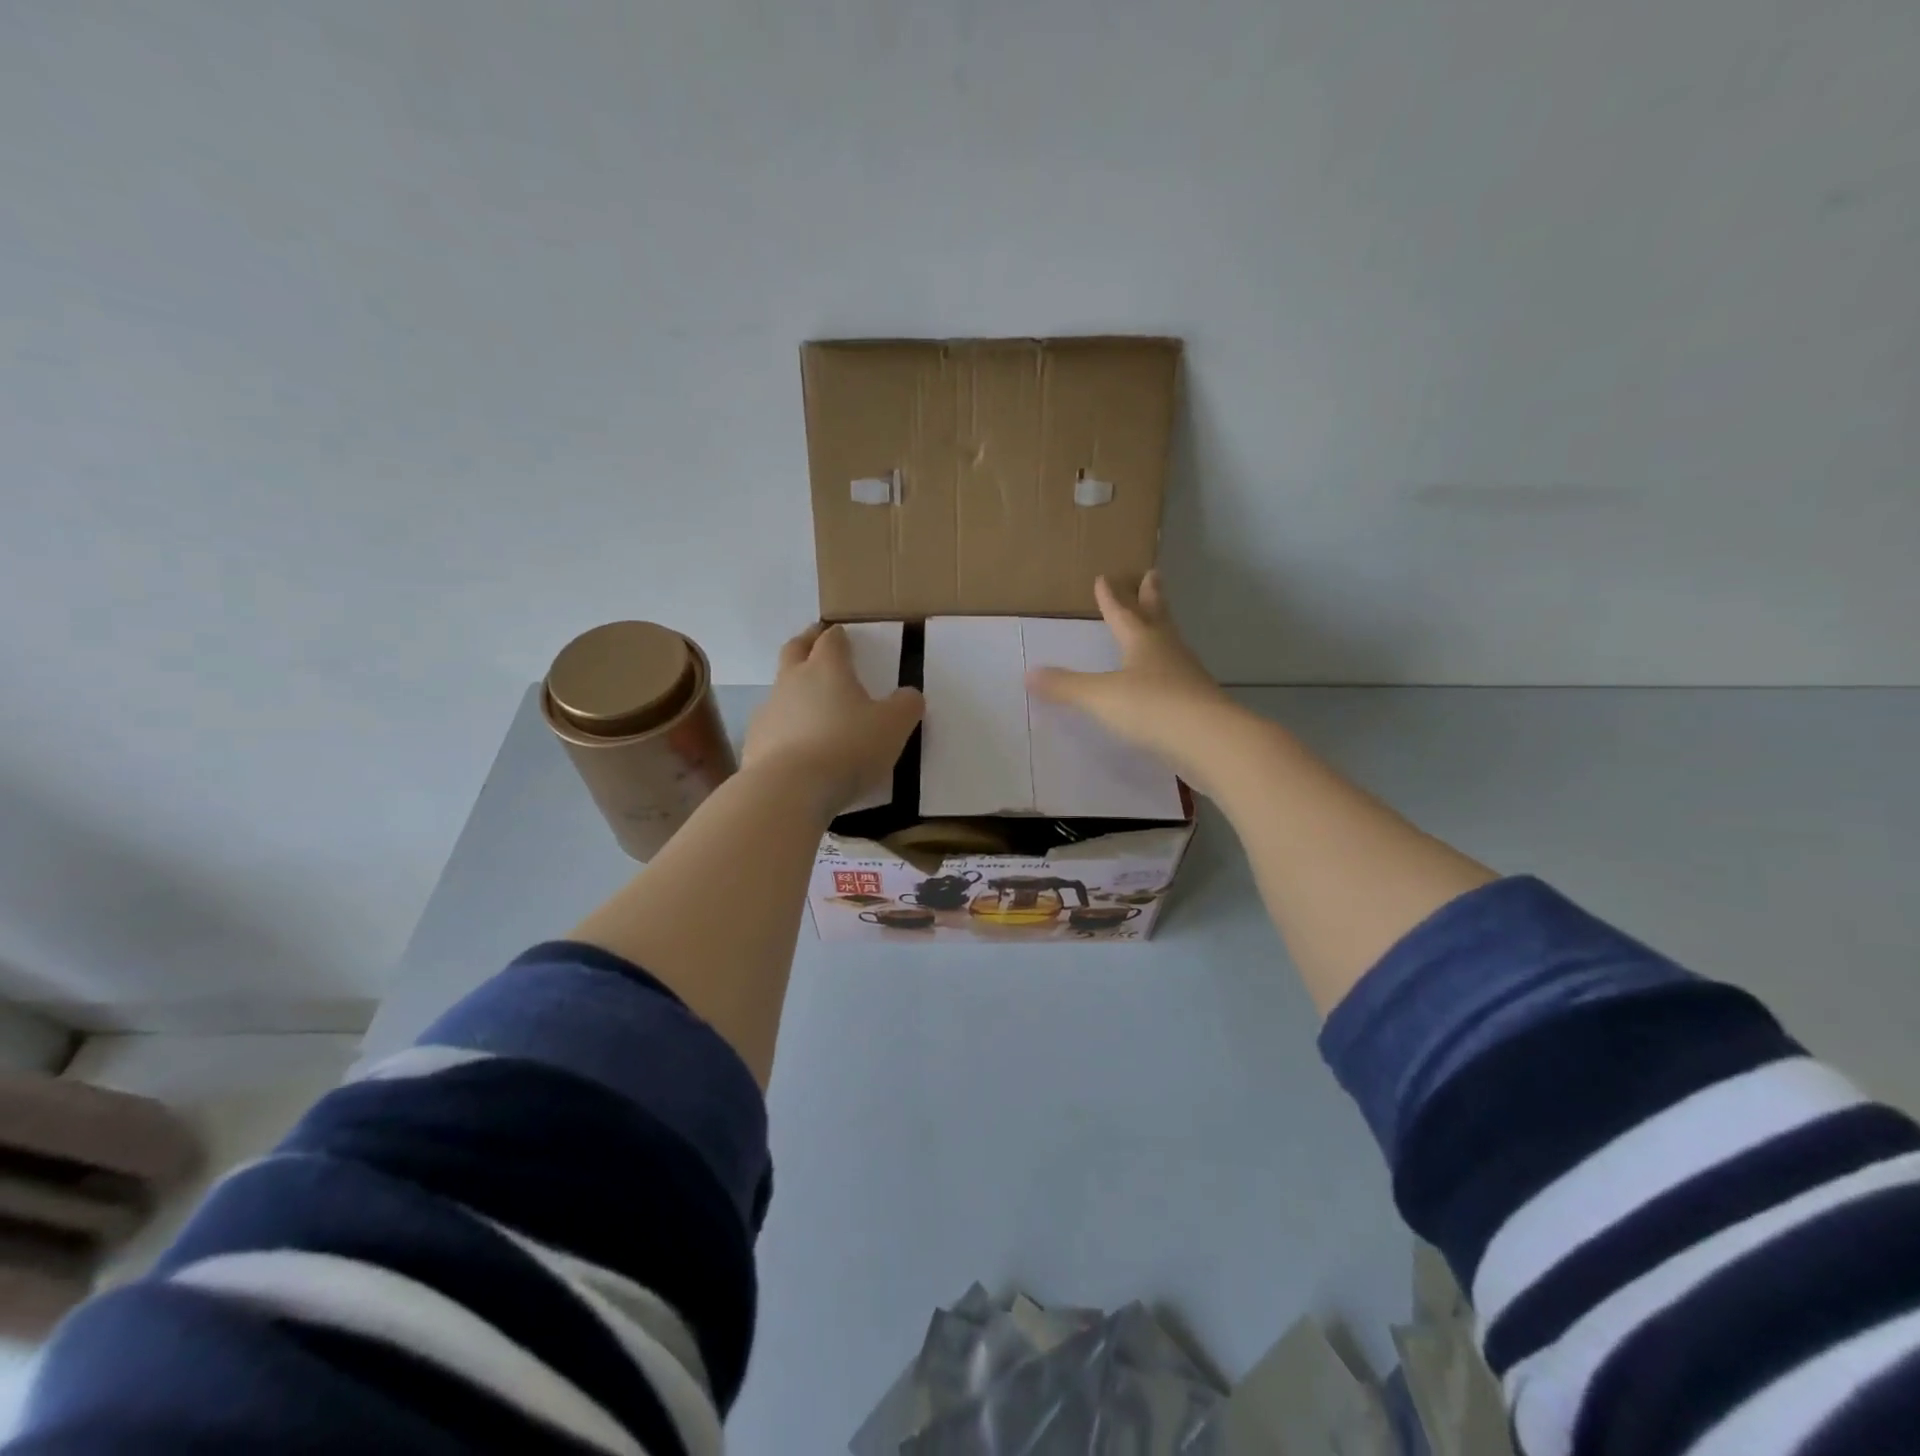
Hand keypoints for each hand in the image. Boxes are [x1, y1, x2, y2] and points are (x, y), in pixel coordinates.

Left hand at [743, 623, 923, 816]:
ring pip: (779, 689)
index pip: (830, 641)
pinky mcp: (754, 742)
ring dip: (792, 689)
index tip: (842, 634)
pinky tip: (795, 745)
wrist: (790, 789)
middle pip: (794, 650)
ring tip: (808, 704)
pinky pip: (771, 726)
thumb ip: (906, 706)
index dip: (837, 636)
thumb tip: (910, 695)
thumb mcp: (893, 727)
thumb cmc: (848, 748)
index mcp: (826, 669)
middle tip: (814, 640)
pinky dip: (783, 727)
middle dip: (806, 642)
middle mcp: (792, 681)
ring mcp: (768, 711)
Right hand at [1026, 572, 1239, 789]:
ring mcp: (1186, 677)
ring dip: (1161, 630)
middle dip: (1150, 597)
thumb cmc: (1152, 707)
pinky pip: (1177, 676)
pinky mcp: (1197, 704)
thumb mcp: (1100, 696)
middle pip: (1157, 618)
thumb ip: (1066, 686)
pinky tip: (1163, 680)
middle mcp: (1167, 652)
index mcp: (1143, 642)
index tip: (1106, 578)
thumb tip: (1029, 674)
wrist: (1210, 741)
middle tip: (1152, 575)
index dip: (1112, 598)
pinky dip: (1167, 669)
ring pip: (1171, 645)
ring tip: (1157, 625)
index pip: (1123, 614)